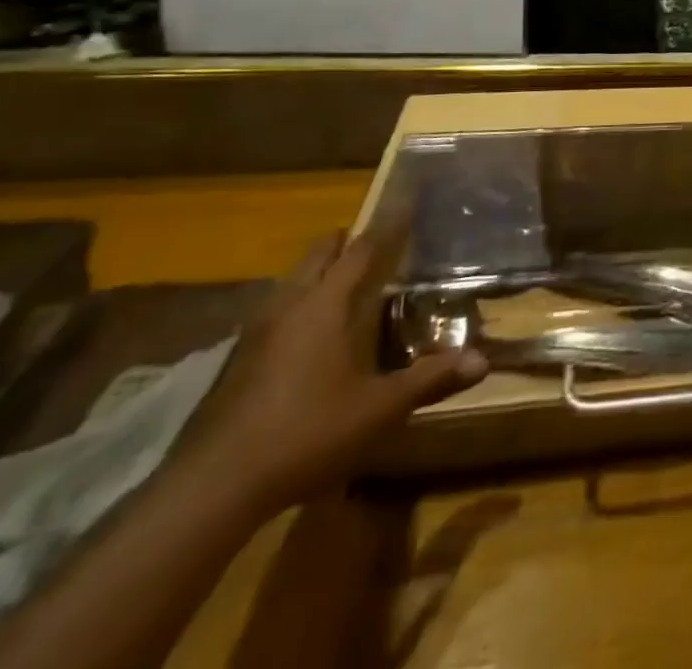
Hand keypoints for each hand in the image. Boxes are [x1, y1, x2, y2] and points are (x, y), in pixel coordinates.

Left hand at [172, 222, 486, 511]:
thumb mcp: (378, 410)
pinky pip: (272, 313)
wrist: (208, 491)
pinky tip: (303, 334)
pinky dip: (295, 304)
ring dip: (315, 272)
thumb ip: (429, 380)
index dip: (387, 224)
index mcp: (324, 305)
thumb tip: (482, 360)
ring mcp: (253, 335)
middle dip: (343, 242)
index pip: (362, 250)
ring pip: (289, 283)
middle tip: (369, 238)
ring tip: (339, 280)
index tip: (405, 200)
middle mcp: (287, 307)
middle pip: (316, 257)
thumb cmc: (304, 434)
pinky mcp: (234, 364)